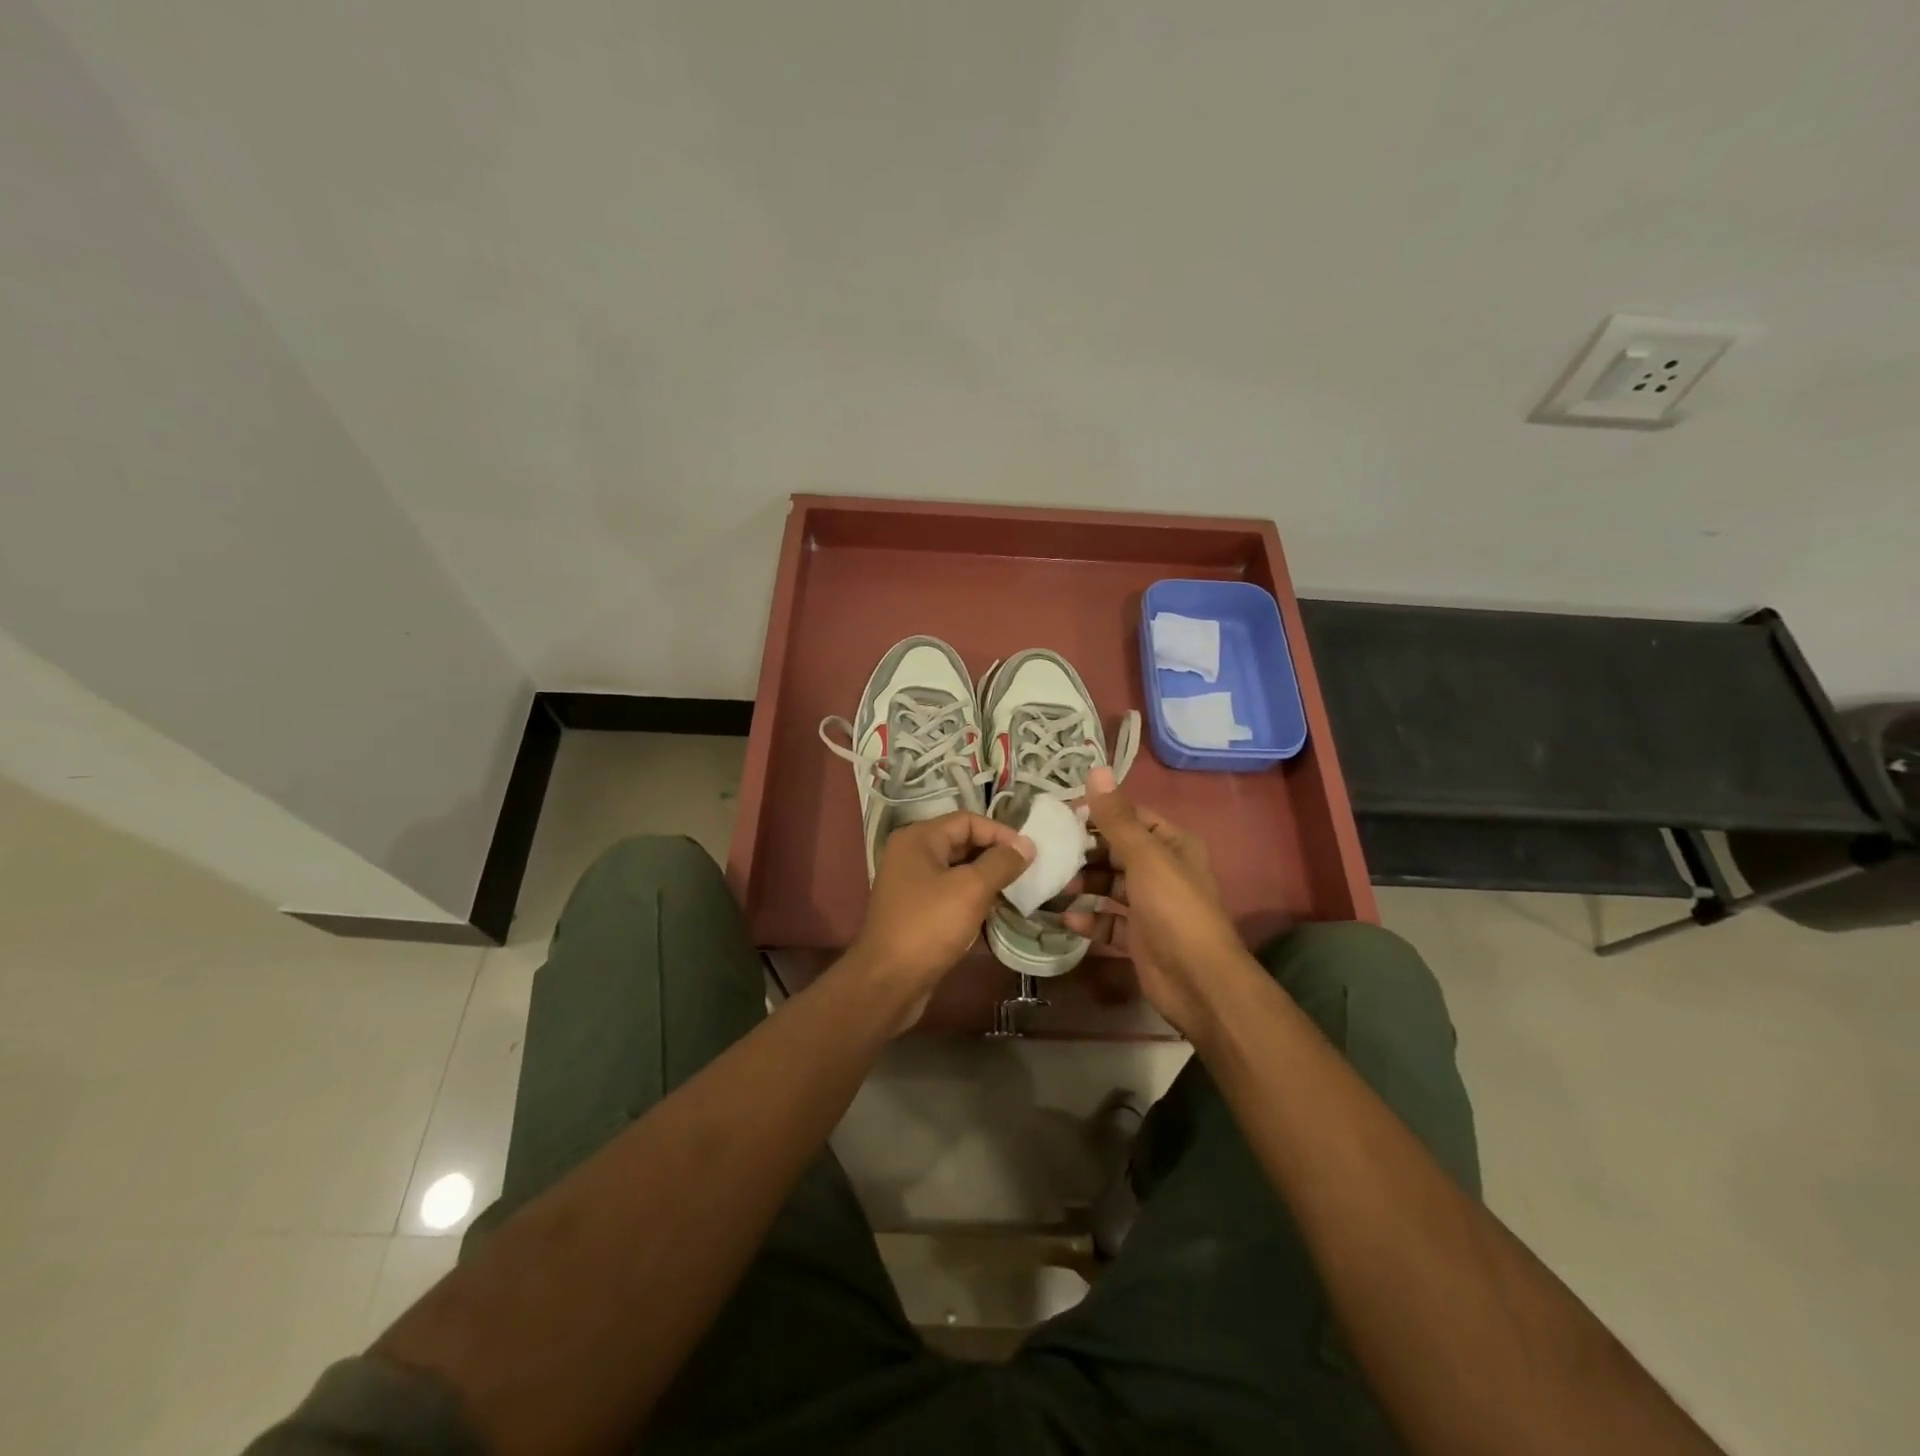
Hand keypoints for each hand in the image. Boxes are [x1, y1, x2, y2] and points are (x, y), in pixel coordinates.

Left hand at [846, 812, 1034, 1030]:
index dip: (1000, 832)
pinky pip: (951, 895)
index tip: (1029, 853)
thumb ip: (1001, 863)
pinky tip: (997, 912)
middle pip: (962, 843)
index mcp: (918, 839)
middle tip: (1029, 871)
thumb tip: (1027, 844)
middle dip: (995, 855)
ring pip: (958, 871)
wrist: (888, 982)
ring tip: (1019, 891)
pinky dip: (974, 899)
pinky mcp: (916, 912)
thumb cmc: (929, 926)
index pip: (967, 820)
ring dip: (987, 879)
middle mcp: (911, 855)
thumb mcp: (971, 889)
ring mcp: (911, 885)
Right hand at [1063, 768, 1259, 1035]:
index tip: (1061, 816)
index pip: (1131, 817)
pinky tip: (1067, 920)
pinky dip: (1089, 919)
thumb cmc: (1173, 908)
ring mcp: (1151, 905)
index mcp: (1172, 844)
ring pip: (1110, 886)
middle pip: (1117, 851)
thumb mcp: (1144, 857)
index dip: (1099, 813)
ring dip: (1083, 885)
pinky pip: (1109, 921)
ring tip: (1053, 885)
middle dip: (1085, 852)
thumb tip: (1095, 770)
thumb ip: (1116, 818)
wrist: (1197, 981)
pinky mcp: (1139, 936)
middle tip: (1049, 851)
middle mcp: (1163, 870)